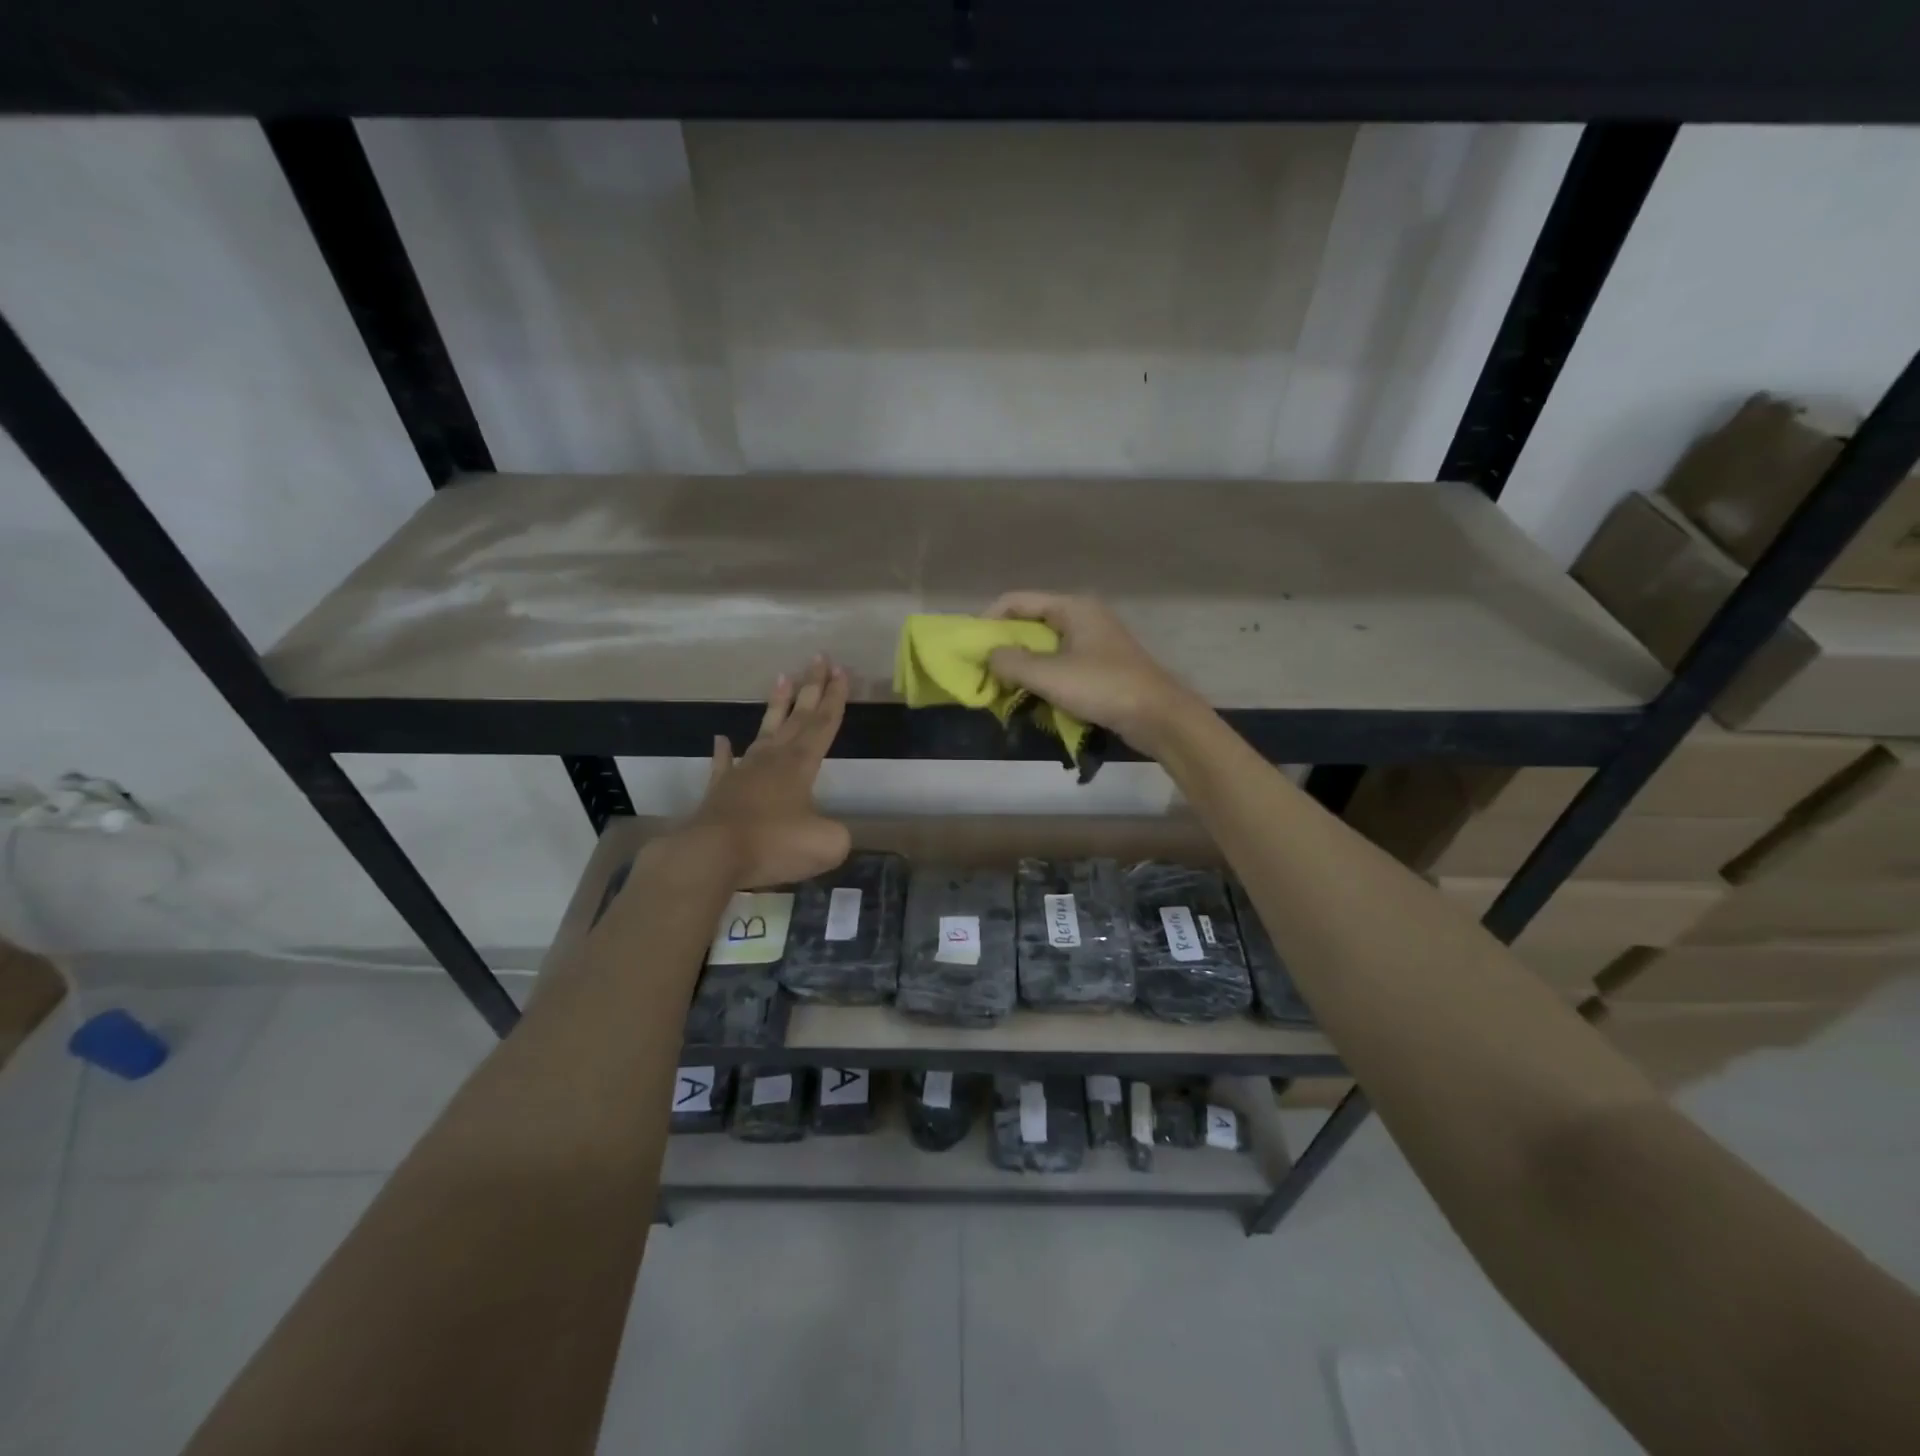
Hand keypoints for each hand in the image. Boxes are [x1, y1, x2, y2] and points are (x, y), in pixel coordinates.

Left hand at [677, 656, 852, 888]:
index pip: (823, 725)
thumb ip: (837, 833)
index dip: (835, 699)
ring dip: (776, 706)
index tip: (841, 671)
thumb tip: (829, 830)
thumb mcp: (826, 843)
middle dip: (812, 687)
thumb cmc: (774, 844)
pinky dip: (723, 752)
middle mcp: (773, 759)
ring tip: (782, 678)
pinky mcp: (721, 790)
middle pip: (798, 717)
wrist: (712, 854)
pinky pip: (723, 765)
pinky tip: (721, 739)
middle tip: (820, 658)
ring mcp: (743, 772)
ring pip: (764, 731)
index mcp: (801, 765)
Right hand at [984, 592, 1198, 753]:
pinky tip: (1033, 698)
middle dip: (1004, 647)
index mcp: (1072, 607)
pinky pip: (1060, 665)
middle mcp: (1083, 617)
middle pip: (1030, 623)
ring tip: (1003, 689)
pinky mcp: (1101, 666)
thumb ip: (1011, 663)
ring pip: (1045, 647)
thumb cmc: (1103, 687)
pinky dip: (1043, 678)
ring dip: (1022, 666)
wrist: (1159, 717)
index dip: (988, 620)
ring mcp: (1094, 642)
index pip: (1016, 601)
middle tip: (984, 672)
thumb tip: (988, 656)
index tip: (971, 648)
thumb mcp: (1050, 675)